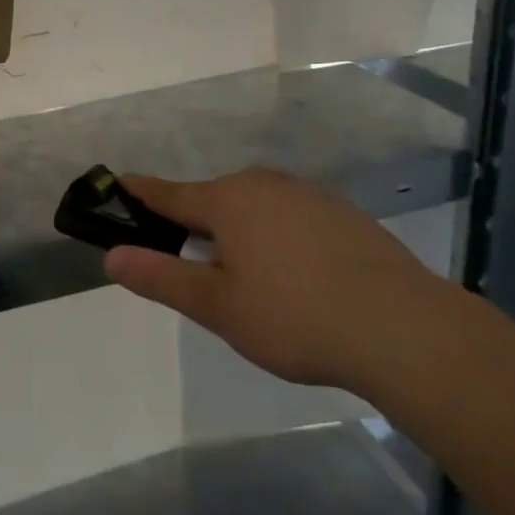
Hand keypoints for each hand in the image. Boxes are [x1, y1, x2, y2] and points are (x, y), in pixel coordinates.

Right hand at [105, 168, 452, 393]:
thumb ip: (161, 278)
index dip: (140, 193)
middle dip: (195, 222)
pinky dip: (277, 235)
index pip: (169, 193)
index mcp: (228, 200)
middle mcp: (265, 184)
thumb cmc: (295, 317)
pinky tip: (295, 275)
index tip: (118, 185)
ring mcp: (309, 195)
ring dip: (239, 230)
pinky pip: (291, 216)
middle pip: (214, 199)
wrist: (404, 329)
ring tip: (246, 276)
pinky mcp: (343, 214)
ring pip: (256, 206)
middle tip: (189, 264)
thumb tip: (111, 257)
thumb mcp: (217, 306)